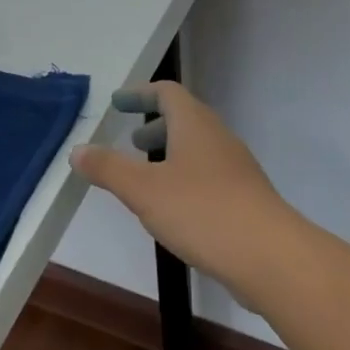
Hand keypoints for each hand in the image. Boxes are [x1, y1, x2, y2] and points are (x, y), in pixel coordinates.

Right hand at [70, 82, 302, 305]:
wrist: (271, 256)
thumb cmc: (202, 211)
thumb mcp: (143, 190)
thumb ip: (108, 168)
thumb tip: (77, 149)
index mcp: (194, 124)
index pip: (167, 92)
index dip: (140, 94)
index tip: (118, 103)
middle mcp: (218, 138)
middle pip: (184, 119)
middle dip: (155, 127)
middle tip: (131, 143)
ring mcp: (236, 169)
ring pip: (197, 149)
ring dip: (170, 155)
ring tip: (146, 179)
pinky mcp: (245, 199)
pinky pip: (208, 176)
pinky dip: (185, 179)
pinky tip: (173, 209)